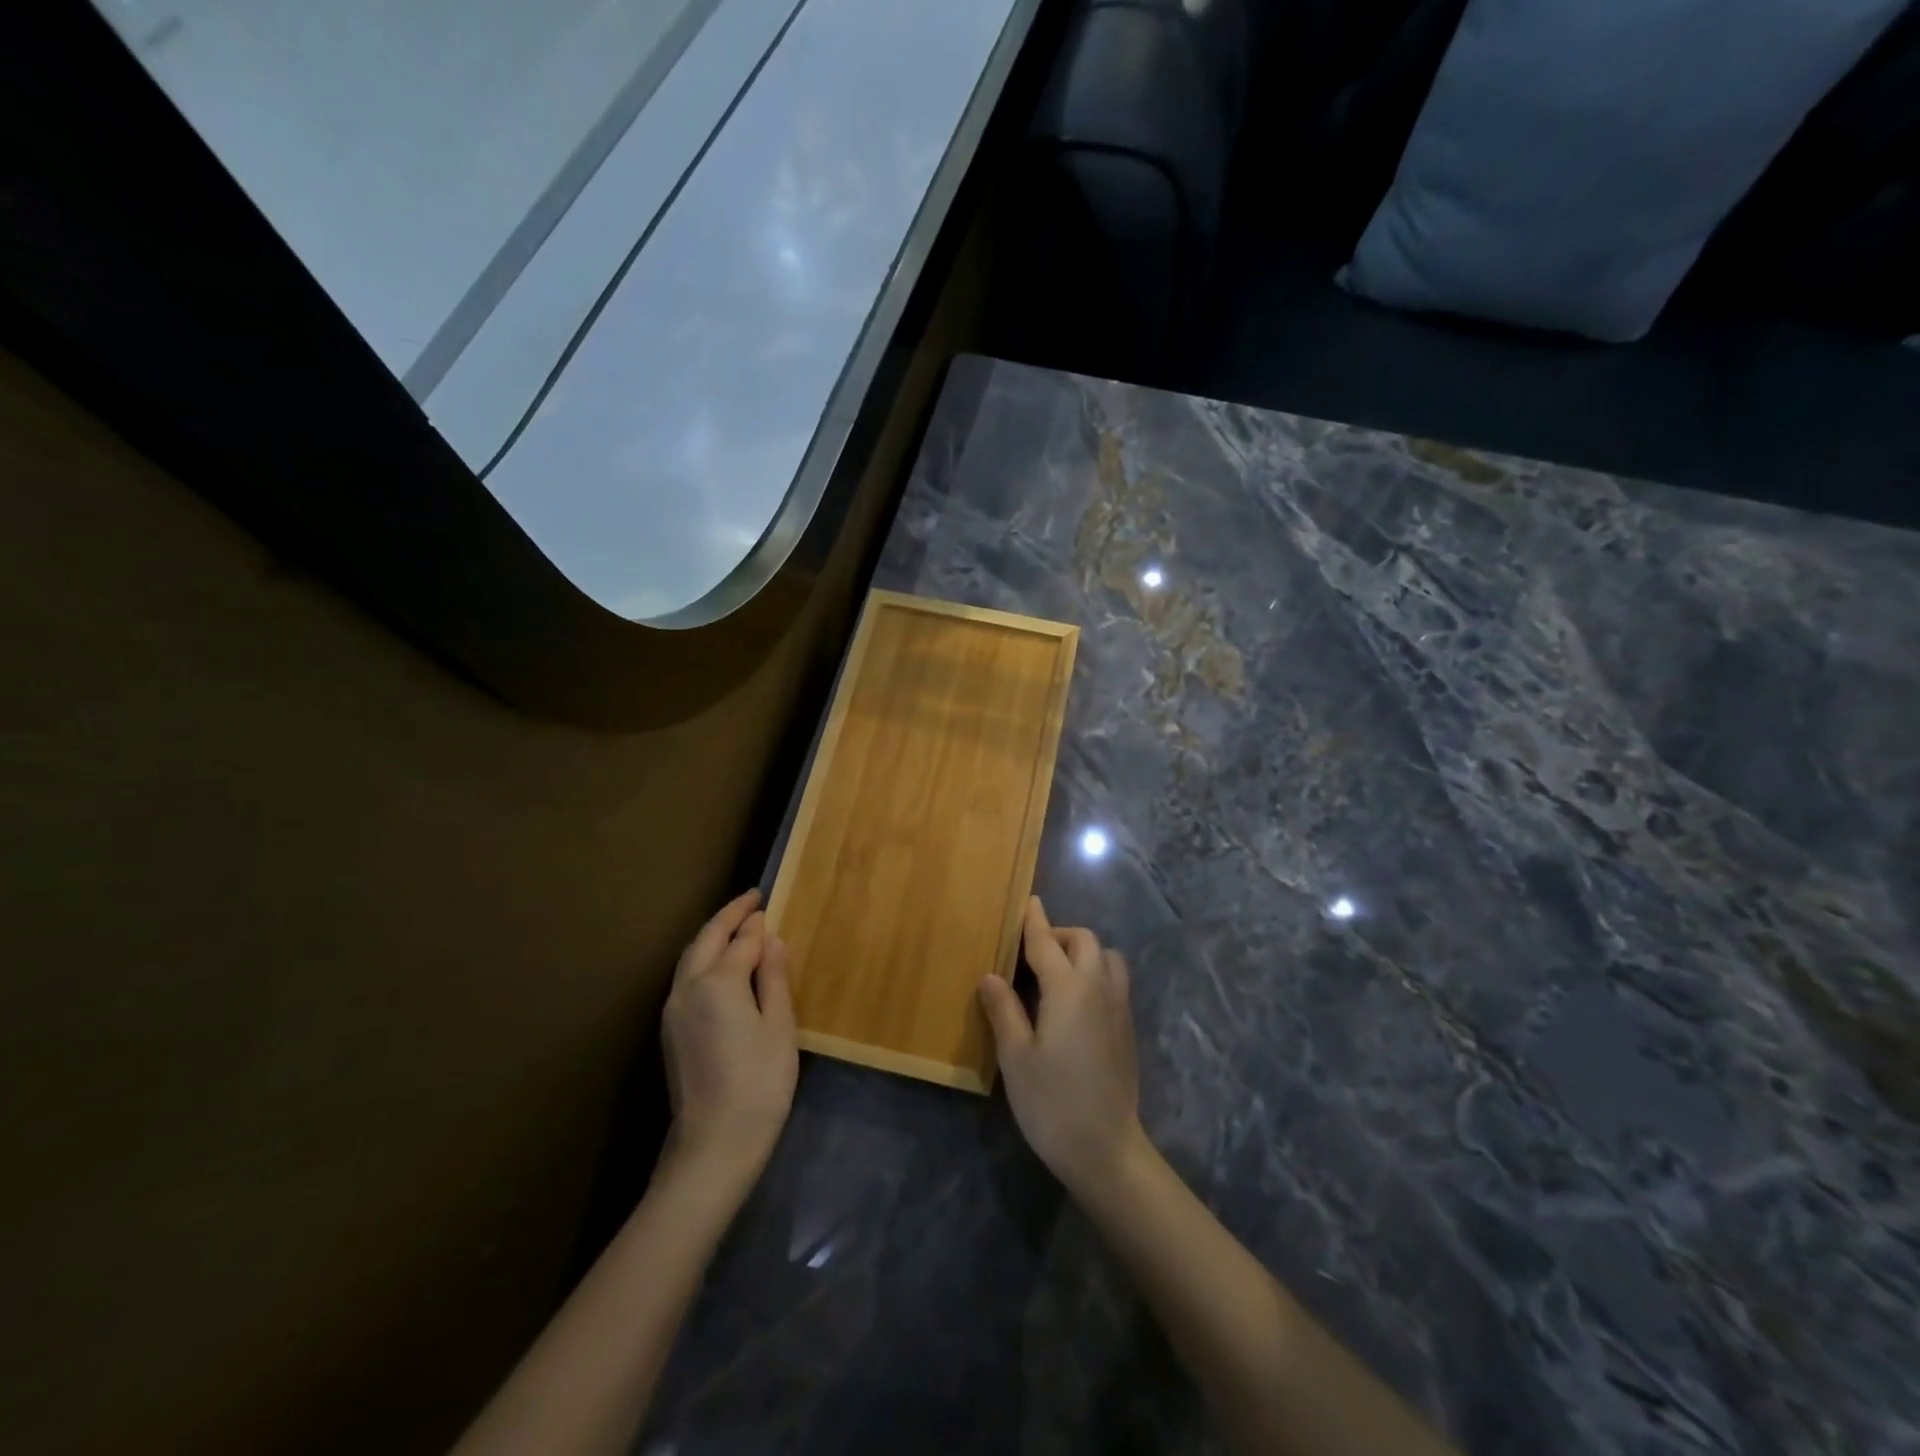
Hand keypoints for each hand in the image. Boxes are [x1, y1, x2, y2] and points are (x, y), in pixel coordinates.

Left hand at [660, 890, 797, 1188]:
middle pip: (706, 939)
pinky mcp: (670, 1030)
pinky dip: (704, 959)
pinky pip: (686, 978)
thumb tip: (770, 939)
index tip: (768, 905)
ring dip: (712, 936)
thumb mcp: (779, 1026)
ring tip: (737, 927)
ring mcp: (673, 1010)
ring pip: (691, 957)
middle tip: (751, 901)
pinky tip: (722, 965)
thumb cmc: (759, 1082)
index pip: (741, 941)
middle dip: (728, 917)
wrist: (714, 1144)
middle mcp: (687, 987)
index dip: (757, 923)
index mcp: (717, 981)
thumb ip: (774, 977)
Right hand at [979, 897, 1146, 1194]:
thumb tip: (990, 976)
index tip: (1028, 901)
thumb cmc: (1052, 1102)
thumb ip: (1004, 1010)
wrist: (1107, 1150)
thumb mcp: (1015, 1057)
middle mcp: (1098, 988)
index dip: (1034, 921)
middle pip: (1084, 941)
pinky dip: (1096, 972)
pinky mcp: (1127, 1029)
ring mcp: (1119, 1008)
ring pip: (1107, 958)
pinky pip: (1115, 980)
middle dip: (1059, 935)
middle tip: (1031, 952)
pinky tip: (1075, 1001)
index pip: (1047, 942)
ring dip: (1083, 952)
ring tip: (1056, 973)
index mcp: (1068, 989)